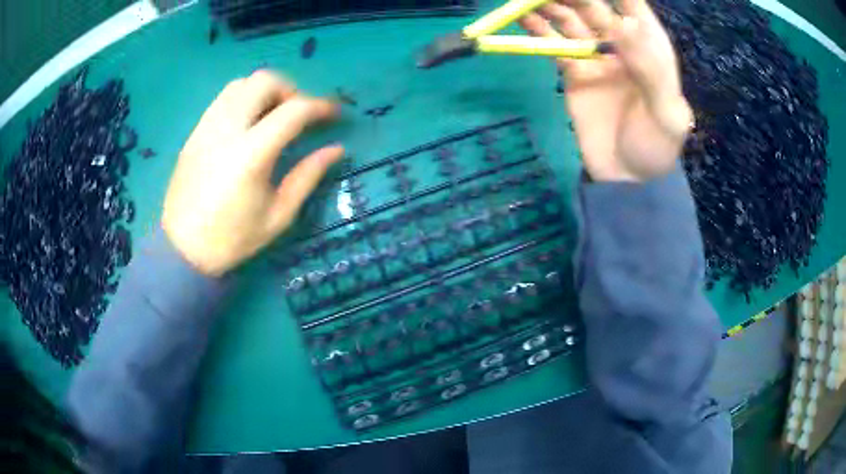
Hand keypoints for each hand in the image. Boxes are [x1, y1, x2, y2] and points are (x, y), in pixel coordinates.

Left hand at [162, 71, 343, 275]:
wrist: (182, 250)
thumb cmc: (232, 239)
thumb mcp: (278, 216)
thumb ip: (308, 177)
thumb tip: (335, 149)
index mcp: (250, 155)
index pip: (293, 110)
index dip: (320, 106)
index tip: (335, 114)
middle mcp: (226, 130)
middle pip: (264, 81)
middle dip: (291, 90)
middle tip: (299, 114)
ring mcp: (206, 128)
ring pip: (241, 84)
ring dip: (265, 91)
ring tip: (273, 115)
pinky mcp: (194, 133)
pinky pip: (223, 99)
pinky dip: (244, 99)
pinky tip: (248, 124)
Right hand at [520, 0, 691, 181]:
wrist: (627, 180)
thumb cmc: (656, 148)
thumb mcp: (666, 114)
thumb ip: (650, 70)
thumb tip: (623, 23)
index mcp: (649, 47)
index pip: (632, 5)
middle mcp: (621, 43)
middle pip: (593, 5)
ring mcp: (595, 56)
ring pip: (569, 19)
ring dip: (549, 5)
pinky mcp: (573, 72)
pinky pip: (553, 44)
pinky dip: (537, 30)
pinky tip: (521, 18)